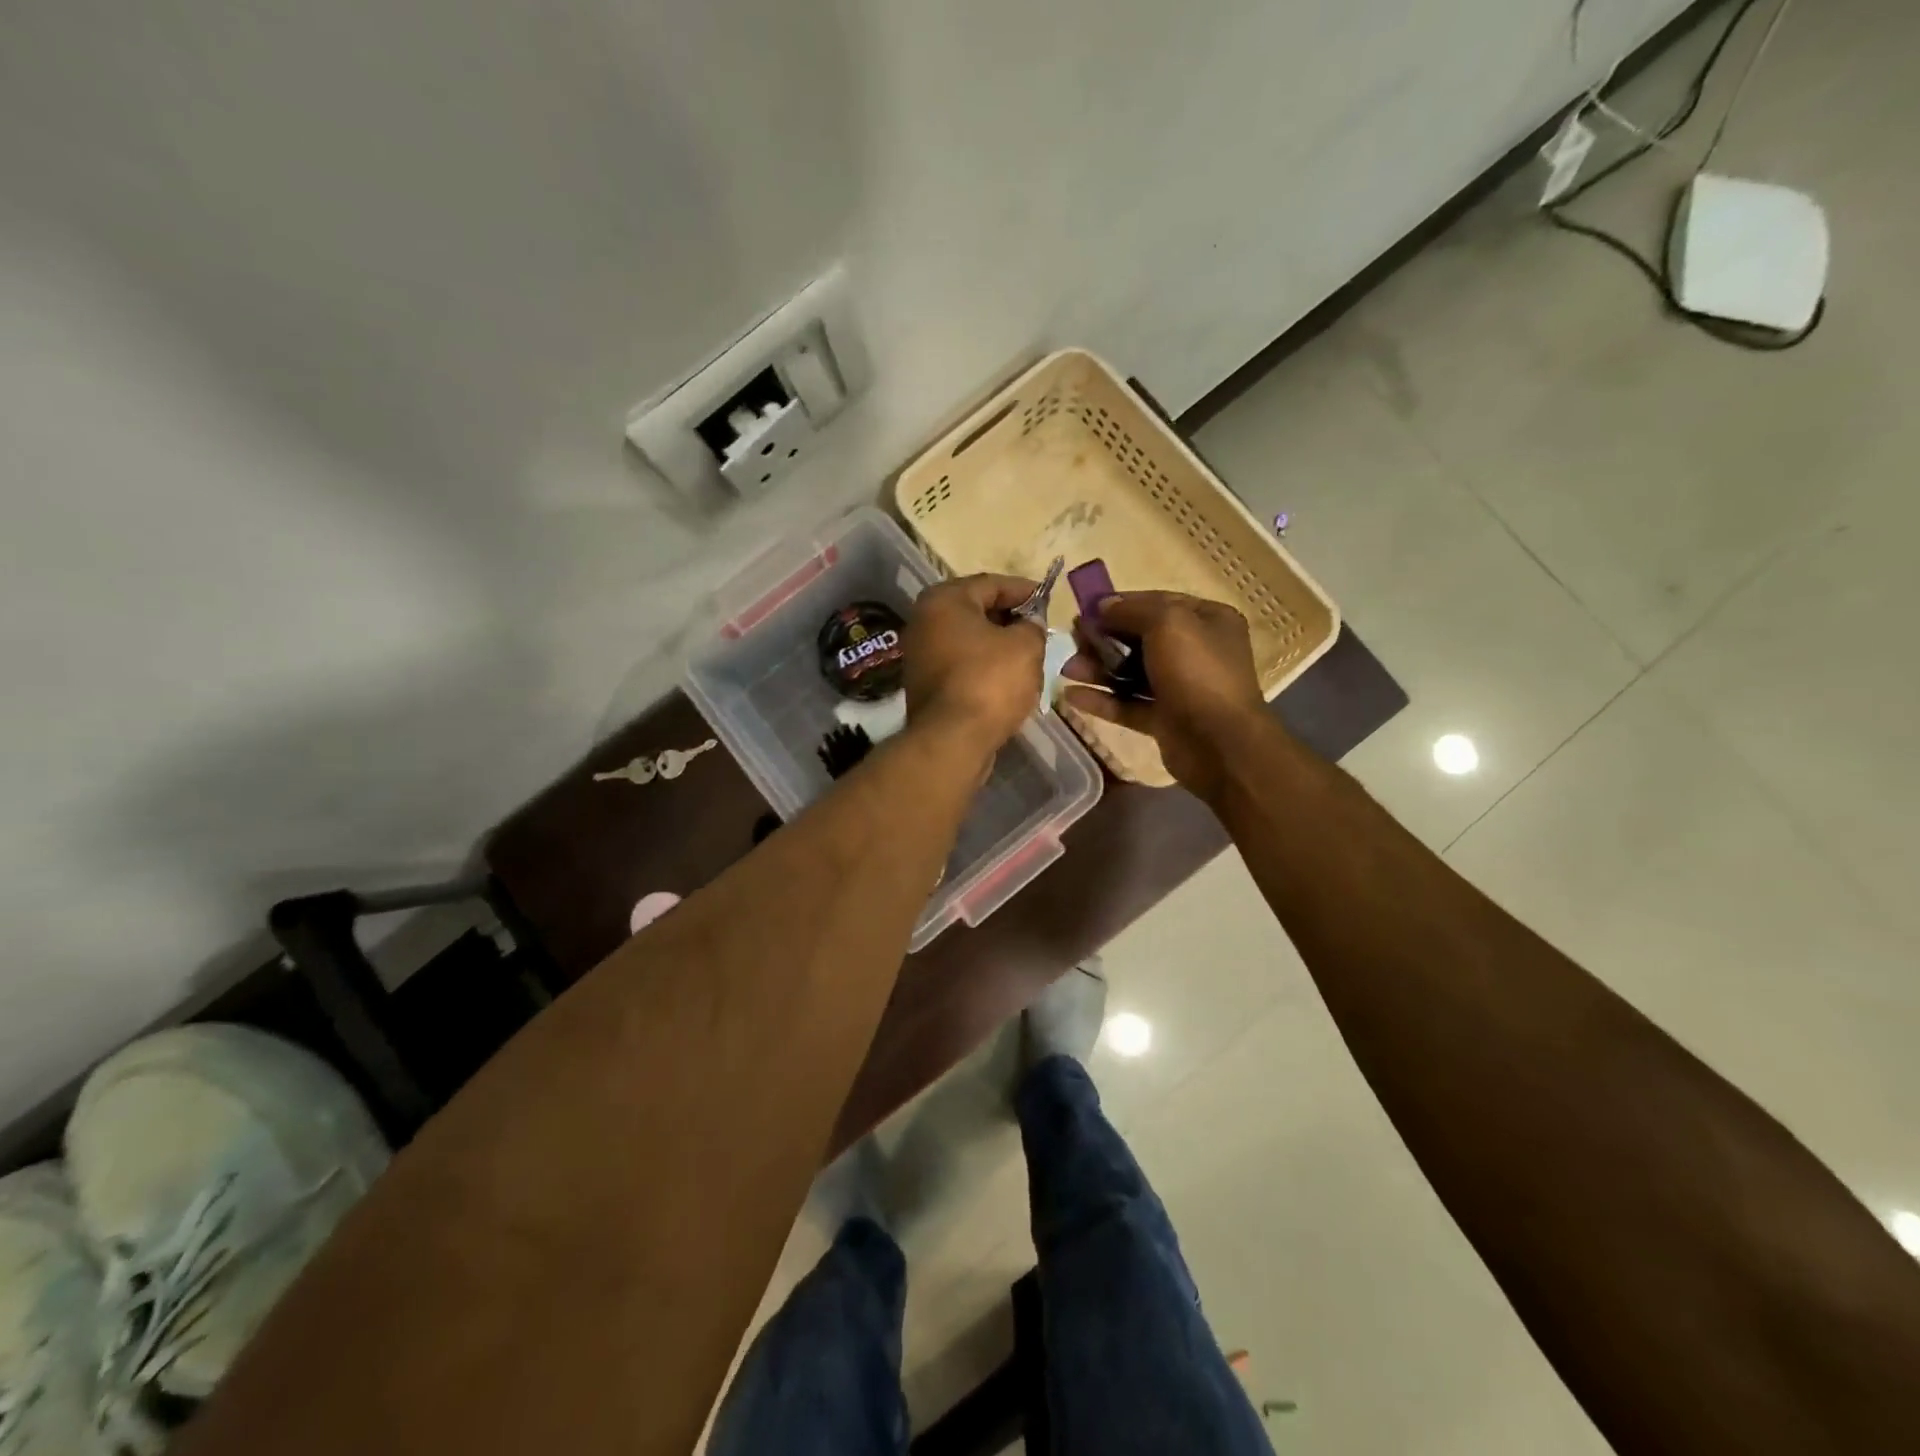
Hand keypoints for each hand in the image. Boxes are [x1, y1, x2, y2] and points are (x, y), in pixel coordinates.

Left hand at [903, 575, 1045, 752]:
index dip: (1025, 590)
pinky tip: (1007, 679)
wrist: (952, 740)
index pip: (992, 583)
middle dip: (1010, 618)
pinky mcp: (925, 683)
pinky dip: (983, 666)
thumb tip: (1028, 624)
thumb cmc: (989, 682)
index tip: (1049, 600)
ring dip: (998, 644)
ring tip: (1029, 654)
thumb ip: (1032, 625)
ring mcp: (920, 654)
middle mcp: (924, 620)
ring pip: (969, 639)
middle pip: (976, 610)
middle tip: (1040, 629)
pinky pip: (961, 664)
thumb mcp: (1026, 645)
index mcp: (944, 600)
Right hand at [1063, 590, 1265, 797]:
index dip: (1121, 604)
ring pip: (1131, 673)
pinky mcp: (1165, 719)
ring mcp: (1180, 687)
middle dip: (1104, 638)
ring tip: (1066, 669)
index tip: (1086, 609)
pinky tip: (1071, 696)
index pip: (1158, 602)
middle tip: (1072, 640)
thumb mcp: (1167, 623)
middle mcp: (1196, 651)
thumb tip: (1104, 606)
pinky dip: (1102, 700)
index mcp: (1207, 620)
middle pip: (1140, 638)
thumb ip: (1132, 610)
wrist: (1220, 743)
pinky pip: (1128, 704)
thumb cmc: (1197, 672)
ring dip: (1098, 669)